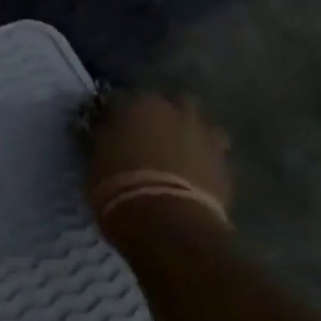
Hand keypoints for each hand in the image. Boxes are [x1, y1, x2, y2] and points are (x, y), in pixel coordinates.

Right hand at [86, 92, 232, 214]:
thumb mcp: (95, 159)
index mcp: (138, 104)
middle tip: (146, 139)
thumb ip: (104, 138)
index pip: (120, 100)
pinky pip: (212, 155)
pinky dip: (202, 161)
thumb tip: (105, 131)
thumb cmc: (119, 185)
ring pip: (197, 126)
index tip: (109, 130)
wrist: (167, 221)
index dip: (115, 116)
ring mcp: (206, 135)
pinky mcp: (226, 163)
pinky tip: (191, 178)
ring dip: (187, 135)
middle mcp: (175, 110)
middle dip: (160, 117)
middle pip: (169, 104)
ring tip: (174, 158)